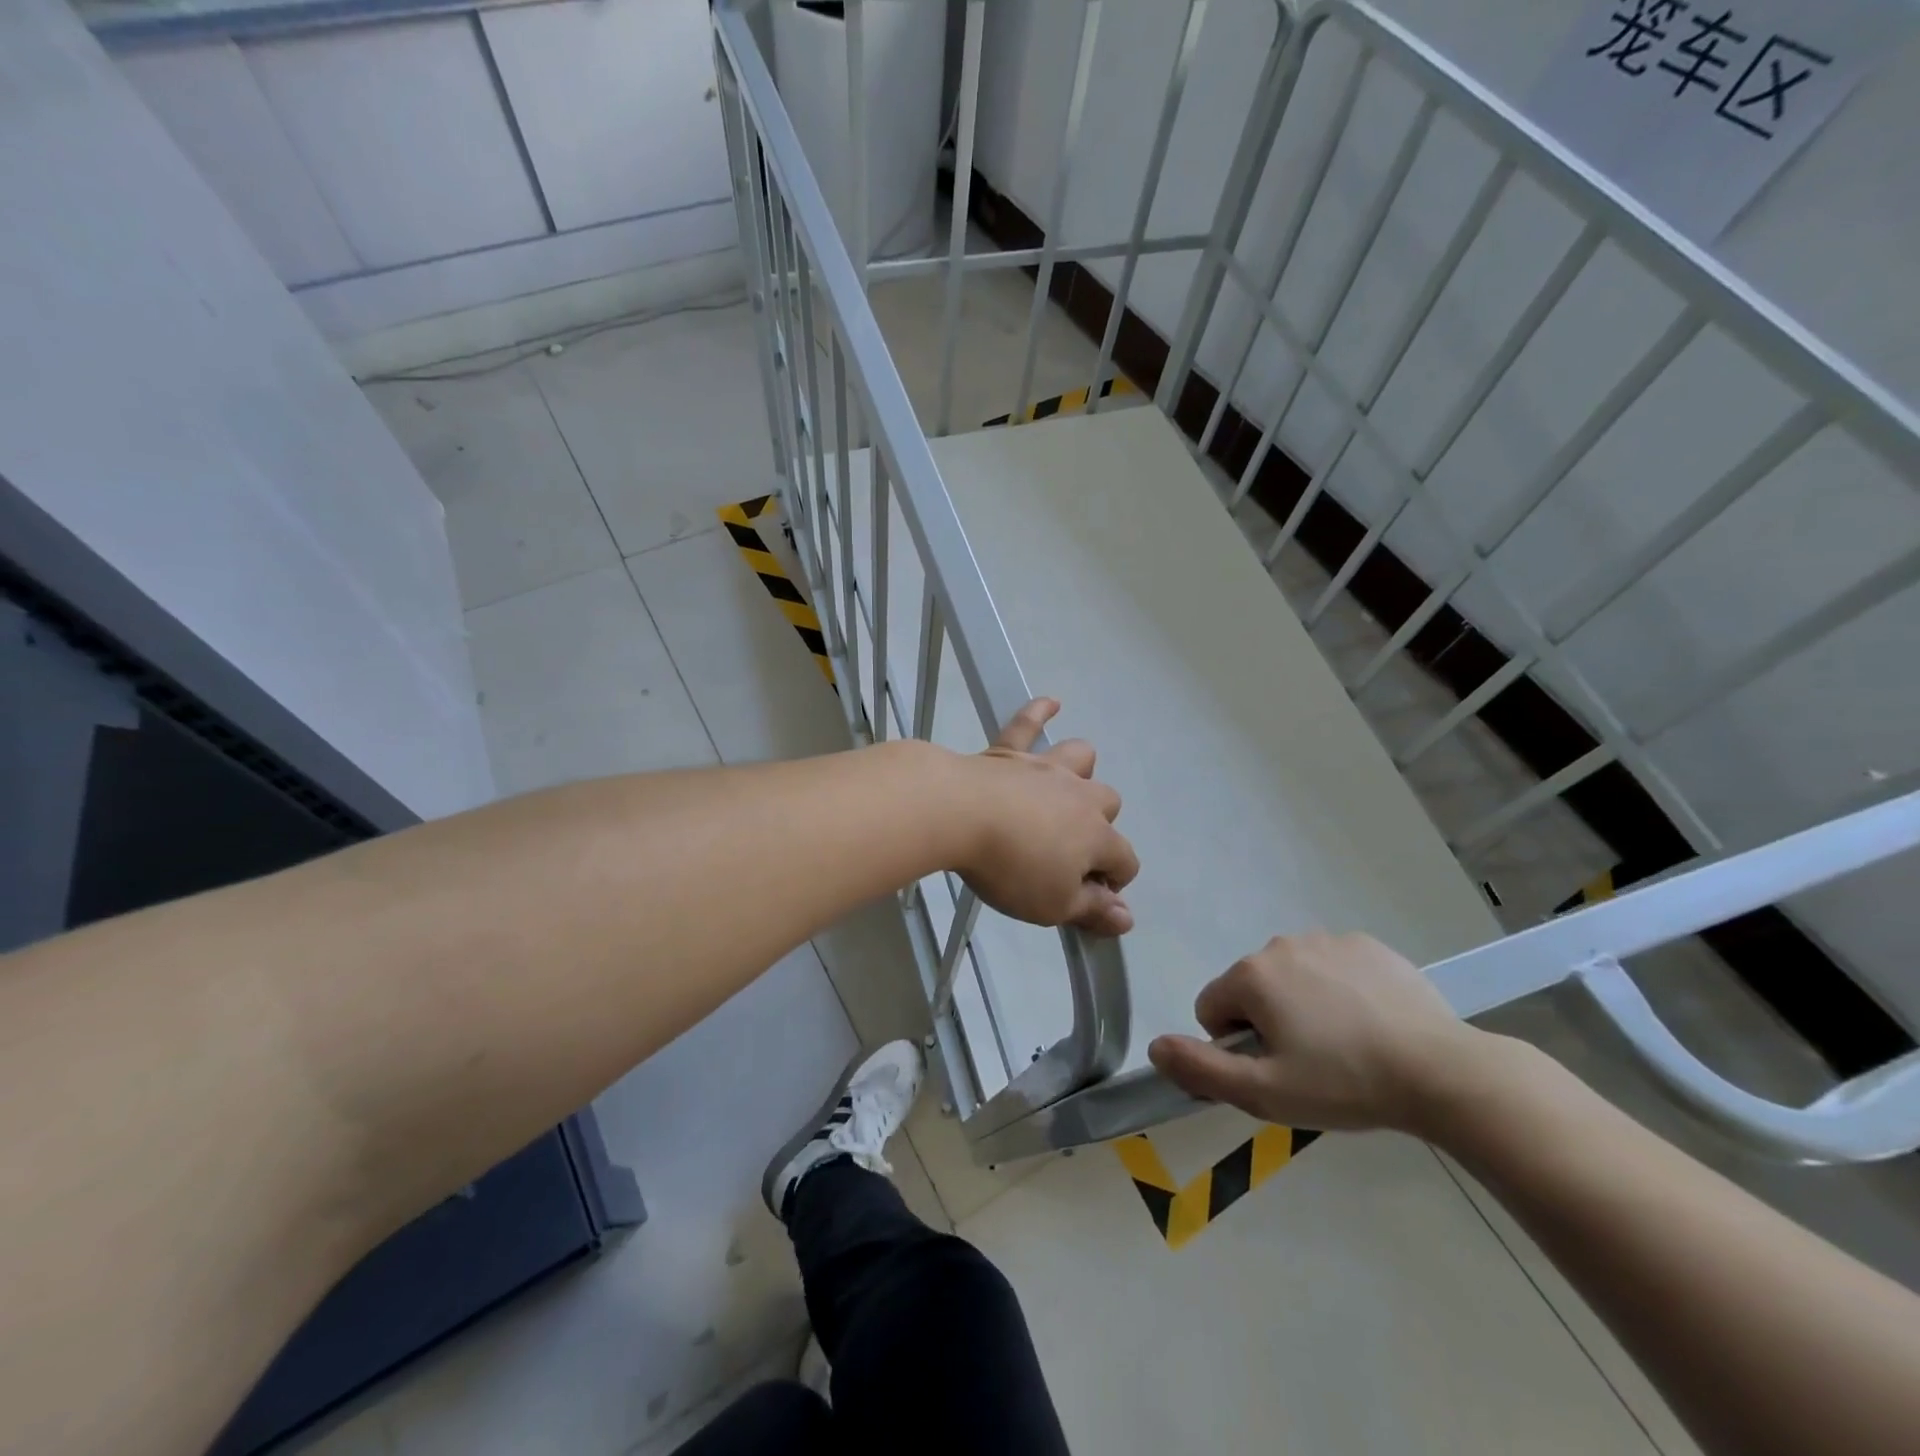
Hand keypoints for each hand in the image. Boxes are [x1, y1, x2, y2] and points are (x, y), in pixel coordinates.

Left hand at [950, 698, 1138, 935]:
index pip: (1125, 860)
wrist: (959, 814)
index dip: (1114, 881)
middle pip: (1109, 803)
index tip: (1090, 898)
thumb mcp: (1052, 904)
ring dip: (1080, 772)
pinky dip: (1040, 711)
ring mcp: (1045, 768)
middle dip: (1100, 826)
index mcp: (1097, 836)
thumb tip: (1126, 918)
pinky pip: (1028, 723)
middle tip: (1067, 850)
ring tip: (1066, 789)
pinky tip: (1051, 703)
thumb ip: (1092, 910)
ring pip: (1080, 758)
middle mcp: (1080, 796)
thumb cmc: (1010, 867)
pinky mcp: (1009, 752)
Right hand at [1147, 933, 1482, 1132]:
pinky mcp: (1367, 944)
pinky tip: (1370, 1022)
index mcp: (1251, 976)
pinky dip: (1338, 990)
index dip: (1235, 1046)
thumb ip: (1201, 1069)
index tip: (1275, 1070)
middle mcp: (1280, 945)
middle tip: (1311, 1063)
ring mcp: (1327, 940)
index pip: (1212, 1008)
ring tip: (1345, 1044)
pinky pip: (1331, 967)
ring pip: (1291, 977)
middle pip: (1251, 989)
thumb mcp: (1265, 1093)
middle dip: (1268, 1023)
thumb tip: (1154, 1047)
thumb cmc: (1345, 1083)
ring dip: (1301, 1005)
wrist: (1441, 1071)